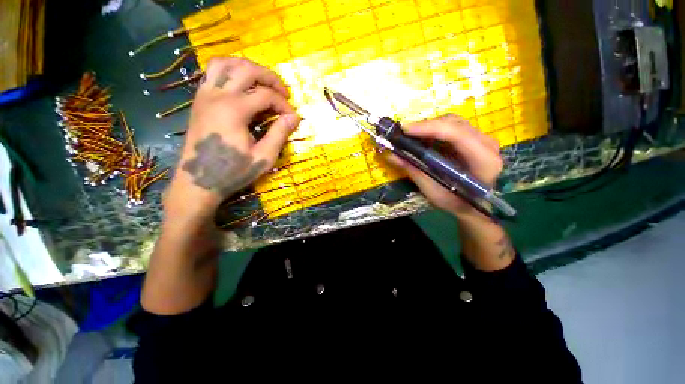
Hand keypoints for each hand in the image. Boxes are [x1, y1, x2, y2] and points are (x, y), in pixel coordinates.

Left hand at [164, 58, 301, 219]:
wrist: (198, 181)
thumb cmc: (233, 172)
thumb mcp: (264, 157)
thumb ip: (280, 134)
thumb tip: (294, 117)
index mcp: (234, 110)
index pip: (266, 95)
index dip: (284, 105)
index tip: (293, 118)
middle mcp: (217, 95)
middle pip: (246, 69)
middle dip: (270, 78)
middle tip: (283, 93)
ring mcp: (204, 95)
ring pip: (224, 63)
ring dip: (247, 68)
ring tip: (262, 83)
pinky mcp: (199, 101)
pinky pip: (212, 73)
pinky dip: (230, 72)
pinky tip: (241, 86)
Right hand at [384, 114, 502, 218]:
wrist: (473, 206)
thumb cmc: (455, 203)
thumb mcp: (432, 192)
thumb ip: (414, 171)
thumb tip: (390, 155)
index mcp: (483, 160)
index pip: (457, 134)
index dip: (429, 129)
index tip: (404, 131)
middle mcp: (487, 144)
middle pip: (453, 124)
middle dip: (424, 127)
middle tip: (402, 134)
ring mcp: (481, 139)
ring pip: (451, 122)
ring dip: (427, 128)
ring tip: (409, 137)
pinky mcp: (473, 139)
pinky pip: (450, 127)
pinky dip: (432, 131)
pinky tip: (421, 139)